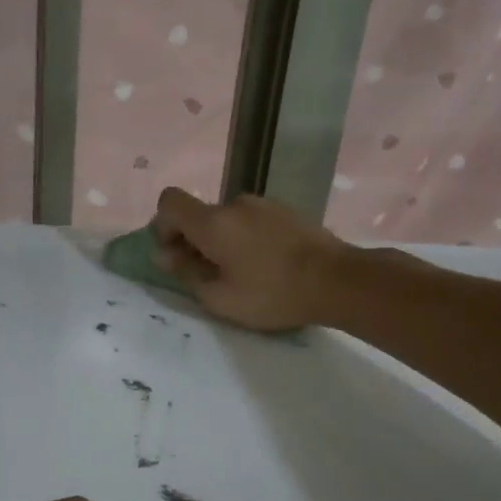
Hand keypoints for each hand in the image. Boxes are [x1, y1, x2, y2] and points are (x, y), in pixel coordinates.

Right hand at [152, 188, 354, 331]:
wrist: (337, 280)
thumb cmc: (273, 293)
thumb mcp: (220, 298)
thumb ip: (186, 273)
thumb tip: (164, 255)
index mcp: (213, 221)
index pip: (170, 202)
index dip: (163, 227)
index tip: (176, 255)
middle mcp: (235, 203)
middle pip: (200, 214)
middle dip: (195, 241)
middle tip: (210, 276)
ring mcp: (264, 205)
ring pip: (228, 220)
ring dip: (224, 242)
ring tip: (243, 275)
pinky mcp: (287, 212)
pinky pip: (253, 222)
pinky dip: (248, 239)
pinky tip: (267, 266)